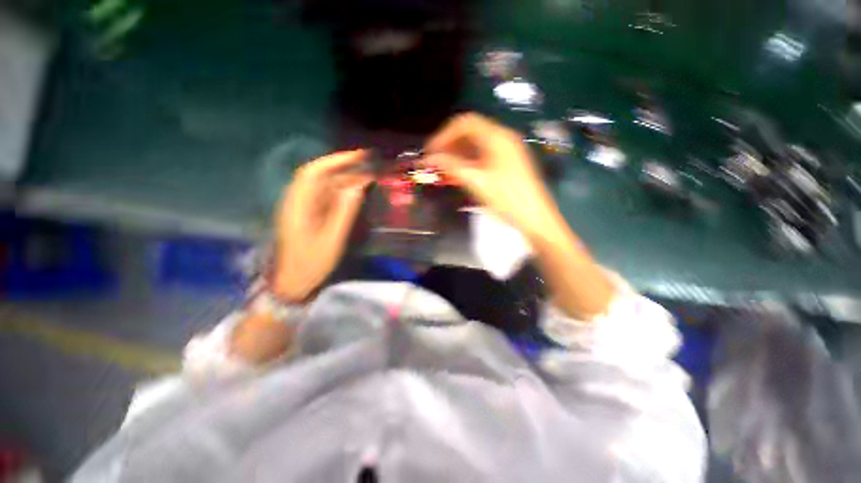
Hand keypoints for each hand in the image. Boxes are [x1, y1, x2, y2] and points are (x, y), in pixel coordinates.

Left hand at [271, 150, 371, 302]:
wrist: (294, 282)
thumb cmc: (311, 263)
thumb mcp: (332, 239)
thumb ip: (345, 212)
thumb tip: (359, 187)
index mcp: (299, 205)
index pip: (315, 172)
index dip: (337, 160)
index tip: (359, 156)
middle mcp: (300, 201)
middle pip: (322, 176)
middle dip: (345, 167)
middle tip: (370, 163)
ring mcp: (305, 208)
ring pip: (326, 186)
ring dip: (346, 178)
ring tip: (368, 175)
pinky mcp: (311, 215)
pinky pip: (327, 197)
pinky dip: (343, 191)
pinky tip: (356, 191)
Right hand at [425, 113, 614, 317]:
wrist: (535, 219)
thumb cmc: (506, 199)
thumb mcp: (476, 182)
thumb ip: (451, 166)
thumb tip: (429, 158)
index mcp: (497, 137)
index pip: (465, 123)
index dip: (444, 135)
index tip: (430, 151)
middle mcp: (503, 138)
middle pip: (471, 131)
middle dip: (450, 143)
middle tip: (435, 160)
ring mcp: (508, 150)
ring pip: (477, 143)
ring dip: (459, 152)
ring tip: (444, 167)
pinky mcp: (509, 162)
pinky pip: (484, 154)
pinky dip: (469, 160)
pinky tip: (461, 171)